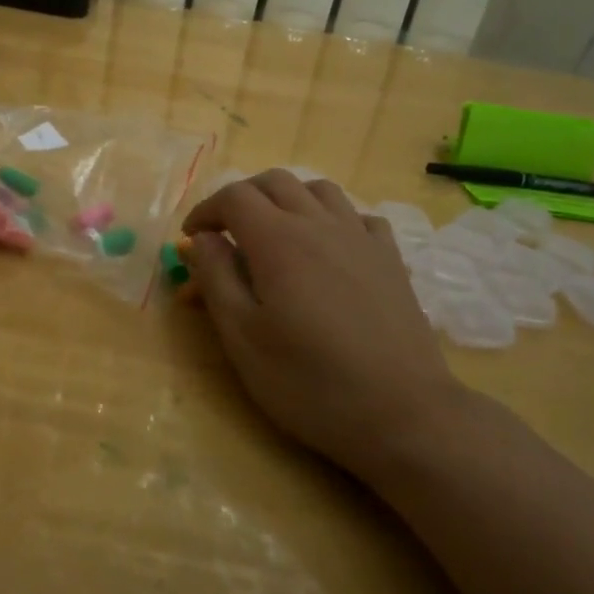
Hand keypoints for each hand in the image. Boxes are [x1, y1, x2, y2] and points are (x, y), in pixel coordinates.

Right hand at [183, 170, 465, 482]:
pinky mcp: (390, 258)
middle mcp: (320, 224)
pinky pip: (358, 215)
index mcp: (278, 240)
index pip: (233, 197)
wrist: (402, 412)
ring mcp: (361, 237)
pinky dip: (332, 218)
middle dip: (241, 198)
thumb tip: (201, 240)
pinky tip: (328, 248)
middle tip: (225, 233)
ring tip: (274, 233)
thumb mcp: (242, 337)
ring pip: (318, 189)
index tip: (192, 240)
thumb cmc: (309, 381)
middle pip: (274, 182)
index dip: (205, 211)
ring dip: (287, 199)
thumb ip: (216, 278)